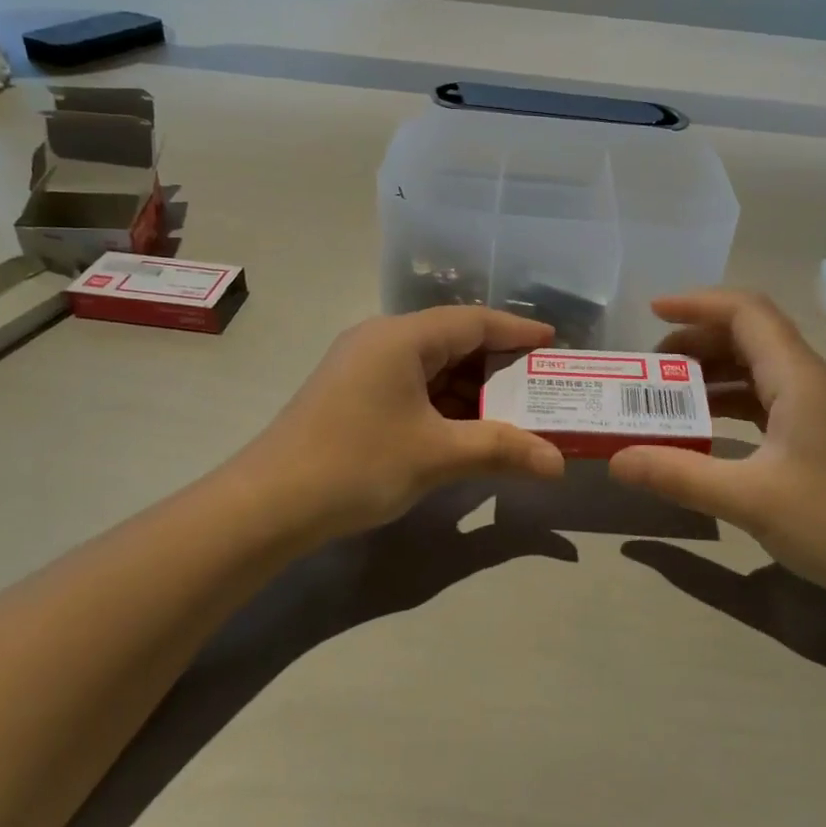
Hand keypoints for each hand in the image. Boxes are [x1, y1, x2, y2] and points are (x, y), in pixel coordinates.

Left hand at [237, 308, 565, 546]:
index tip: (554, 345)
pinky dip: (443, 404)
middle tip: (540, 387)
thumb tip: (558, 463)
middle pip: (453, 341)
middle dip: (498, 366)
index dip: (518, 332)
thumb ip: (502, 450)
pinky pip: (411, 386)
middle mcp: (381, 340)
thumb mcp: (438, 455)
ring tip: (512, 413)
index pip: (474, 321)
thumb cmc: (357, 464)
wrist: (268, 505)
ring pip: (431, 367)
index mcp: (402, 338)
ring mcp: (361, 367)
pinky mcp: (351, 394)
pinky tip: (465, 430)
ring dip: (470, 389)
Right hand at [608, 291, 825, 594]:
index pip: (746, 313)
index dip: (697, 304)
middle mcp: (810, 381)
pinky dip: (729, 402)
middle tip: (650, 367)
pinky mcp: (819, 436)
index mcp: (798, 378)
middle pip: (749, 336)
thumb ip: (679, 475)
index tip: (651, 313)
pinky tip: (705, 428)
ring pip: (757, 369)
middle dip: (696, 340)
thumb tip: (616, 460)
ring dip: (712, 373)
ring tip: (667, 395)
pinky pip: (766, 400)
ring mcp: (818, 409)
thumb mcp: (749, 499)